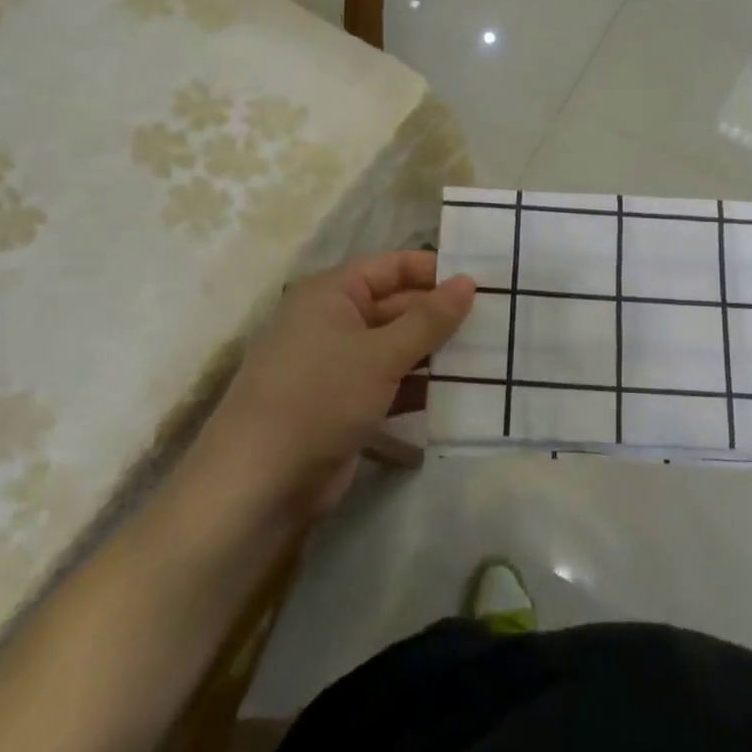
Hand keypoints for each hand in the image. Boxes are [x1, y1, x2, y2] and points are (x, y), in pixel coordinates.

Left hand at [194, 251, 474, 521]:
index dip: (433, 271)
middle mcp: (331, 322)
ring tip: (487, 356)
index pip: (390, 267)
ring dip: (433, 354)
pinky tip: (459, 395)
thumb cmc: (318, 398)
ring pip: (394, 347)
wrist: (257, 485)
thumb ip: (428, 319)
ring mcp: (336, 366)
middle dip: (439, 315)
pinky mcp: (342, 405)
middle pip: (395, 306)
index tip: (481, 282)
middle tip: (494, 322)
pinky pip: (388, 384)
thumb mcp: (380, 354)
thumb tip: (468, 281)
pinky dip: (418, 387)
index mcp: (330, 294)